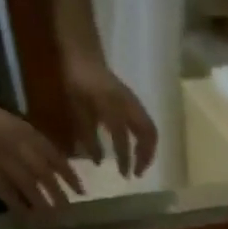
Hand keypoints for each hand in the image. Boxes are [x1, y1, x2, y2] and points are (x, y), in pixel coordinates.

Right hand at [0, 90, 82, 212]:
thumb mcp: (11, 123)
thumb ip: (30, 142)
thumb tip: (51, 164)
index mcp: (25, 131)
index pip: (55, 156)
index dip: (70, 175)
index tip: (81, 190)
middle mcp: (18, 147)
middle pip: (46, 176)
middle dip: (59, 195)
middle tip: (70, 211)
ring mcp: (3, 162)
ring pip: (31, 189)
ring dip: (44, 205)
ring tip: (52, 218)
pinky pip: (10, 196)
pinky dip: (20, 208)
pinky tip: (28, 217)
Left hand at [62, 53, 157, 176]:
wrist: (83, 53)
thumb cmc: (77, 82)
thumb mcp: (78, 111)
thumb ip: (89, 137)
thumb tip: (98, 162)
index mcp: (113, 108)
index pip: (123, 140)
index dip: (124, 160)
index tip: (124, 175)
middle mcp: (128, 106)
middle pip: (147, 135)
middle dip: (145, 156)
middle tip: (138, 172)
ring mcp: (133, 103)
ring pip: (150, 130)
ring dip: (148, 149)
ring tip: (141, 162)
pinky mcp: (134, 102)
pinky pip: (146, 124)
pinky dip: (145, 139)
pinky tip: (138, 147)